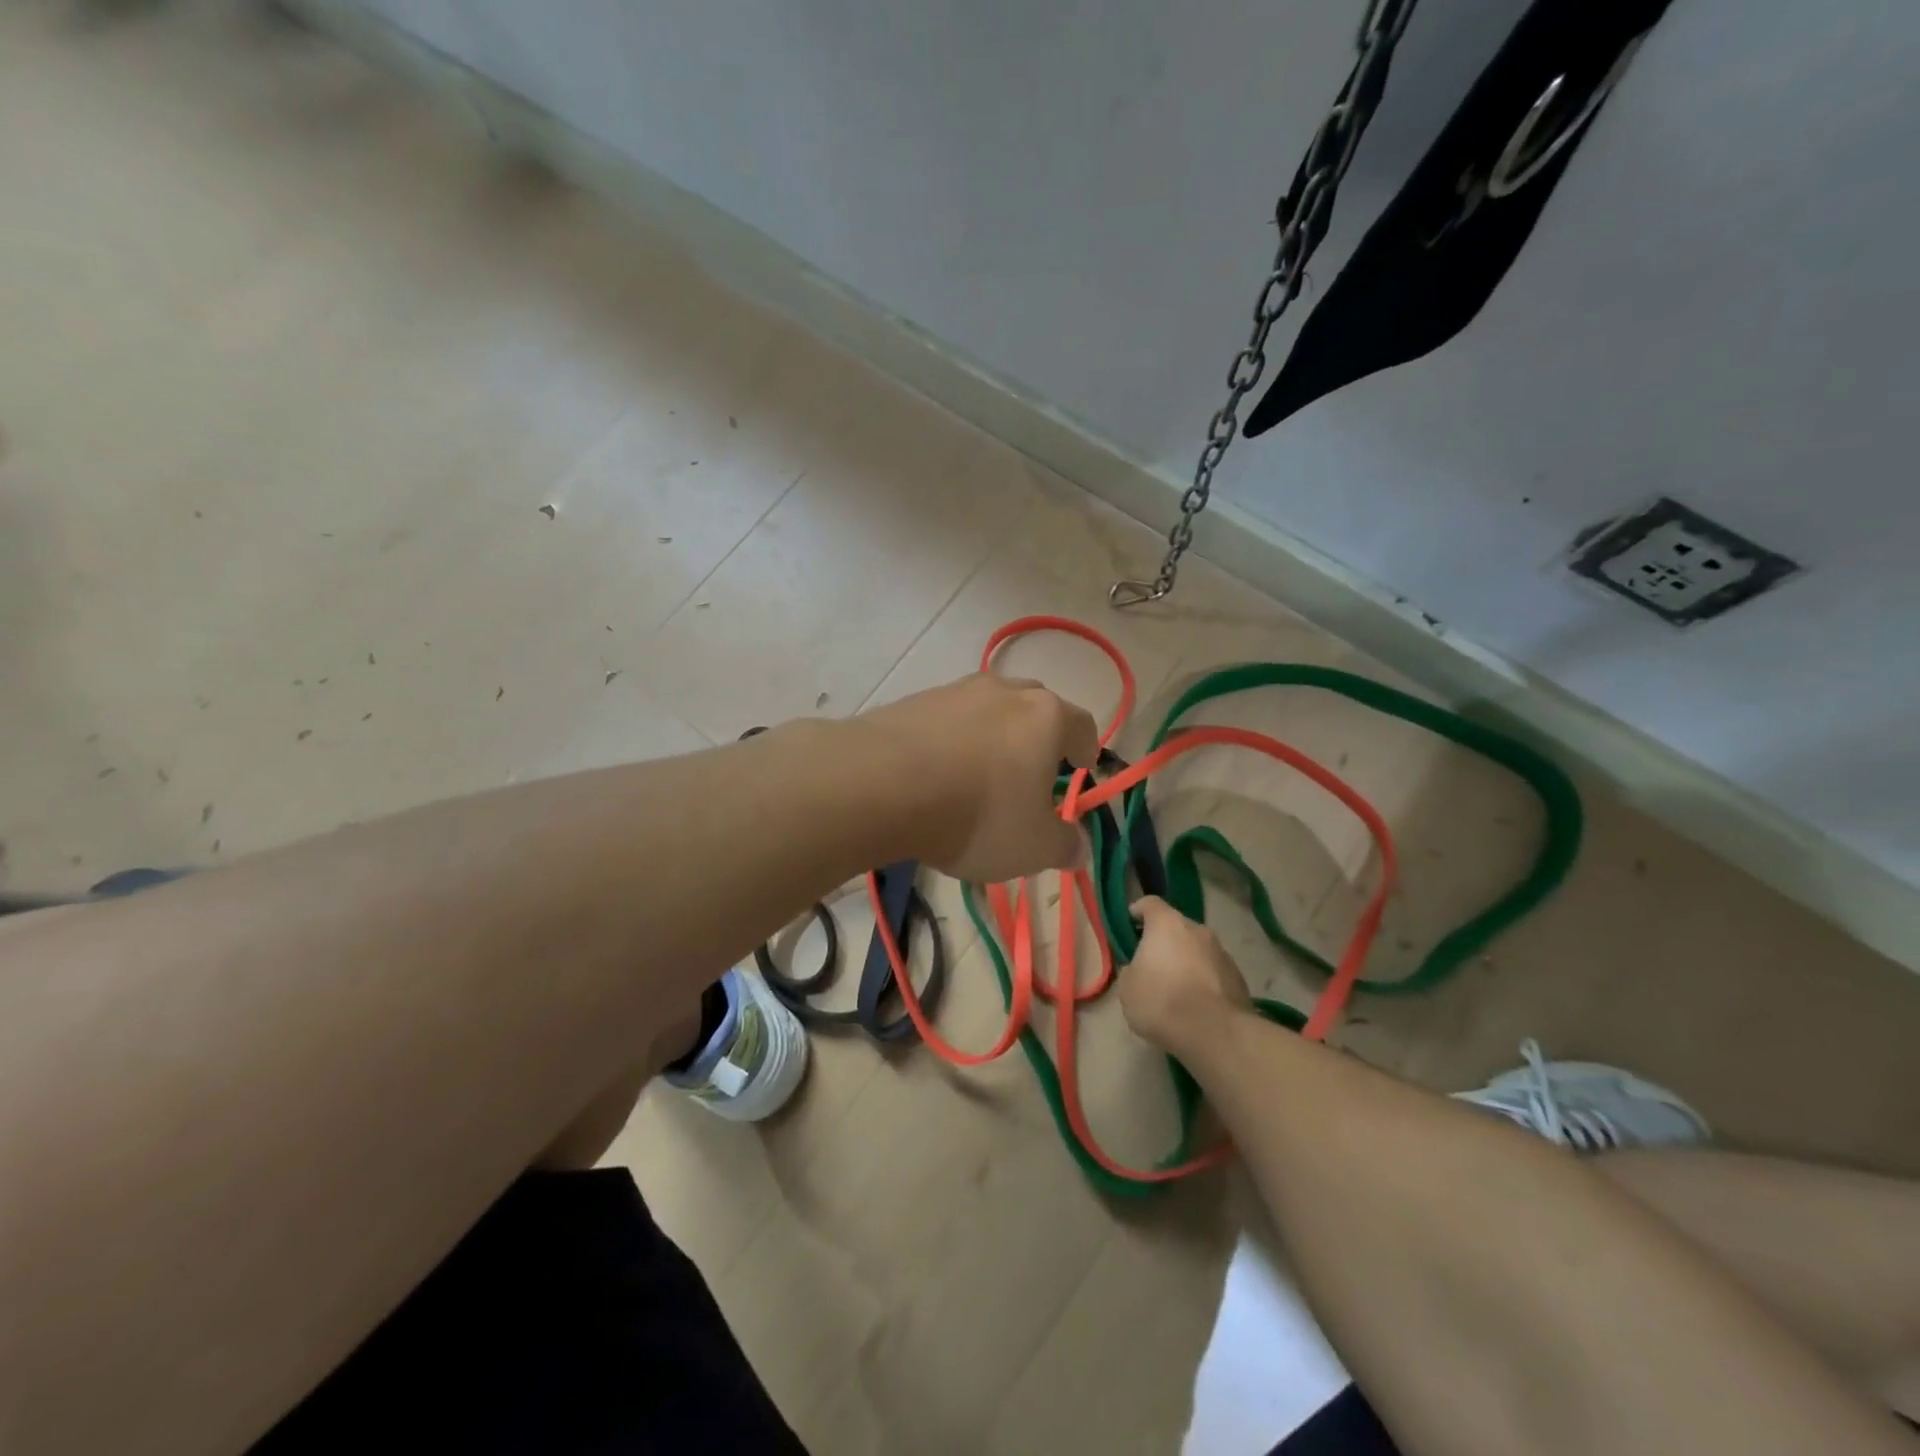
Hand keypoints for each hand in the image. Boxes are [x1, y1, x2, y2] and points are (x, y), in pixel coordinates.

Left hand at [860, 673, 1098, 884]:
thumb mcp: (1032, 847)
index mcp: (1045, 717)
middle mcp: (1004, 692)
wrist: (882, 784)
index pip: (1081, 724)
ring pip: (986, 708)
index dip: (1086, 747)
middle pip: (1034, 705)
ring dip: (991, 734)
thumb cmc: (978, 814)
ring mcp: (954, 691)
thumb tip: (1079, 847)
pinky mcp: (912, 701)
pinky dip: (949, 739)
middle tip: (1032, 768)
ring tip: (979, 772)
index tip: (1081, 765)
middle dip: (1039, 734)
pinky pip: (944, 719)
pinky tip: (935, 771)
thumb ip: (1064, 845)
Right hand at [1120, 897, 1249, 1053]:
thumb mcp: (1127, 988)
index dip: (1138, 911)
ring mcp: (1222, 952)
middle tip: (1151, 963)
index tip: (1129, 923)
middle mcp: (1197, 930)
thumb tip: (1139, 969)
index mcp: (1166, 924)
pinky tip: (1196, 1004)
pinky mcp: (1238, 977)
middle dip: (1164, 941)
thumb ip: (1131, 970)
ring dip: (1186, 961)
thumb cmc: (1161, 1001)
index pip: (1150, 903)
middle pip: (1176, 927)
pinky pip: (1213, 971)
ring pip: (1197, 949)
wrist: (1213, 1032)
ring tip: (1176, 987)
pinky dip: (1204, 980)